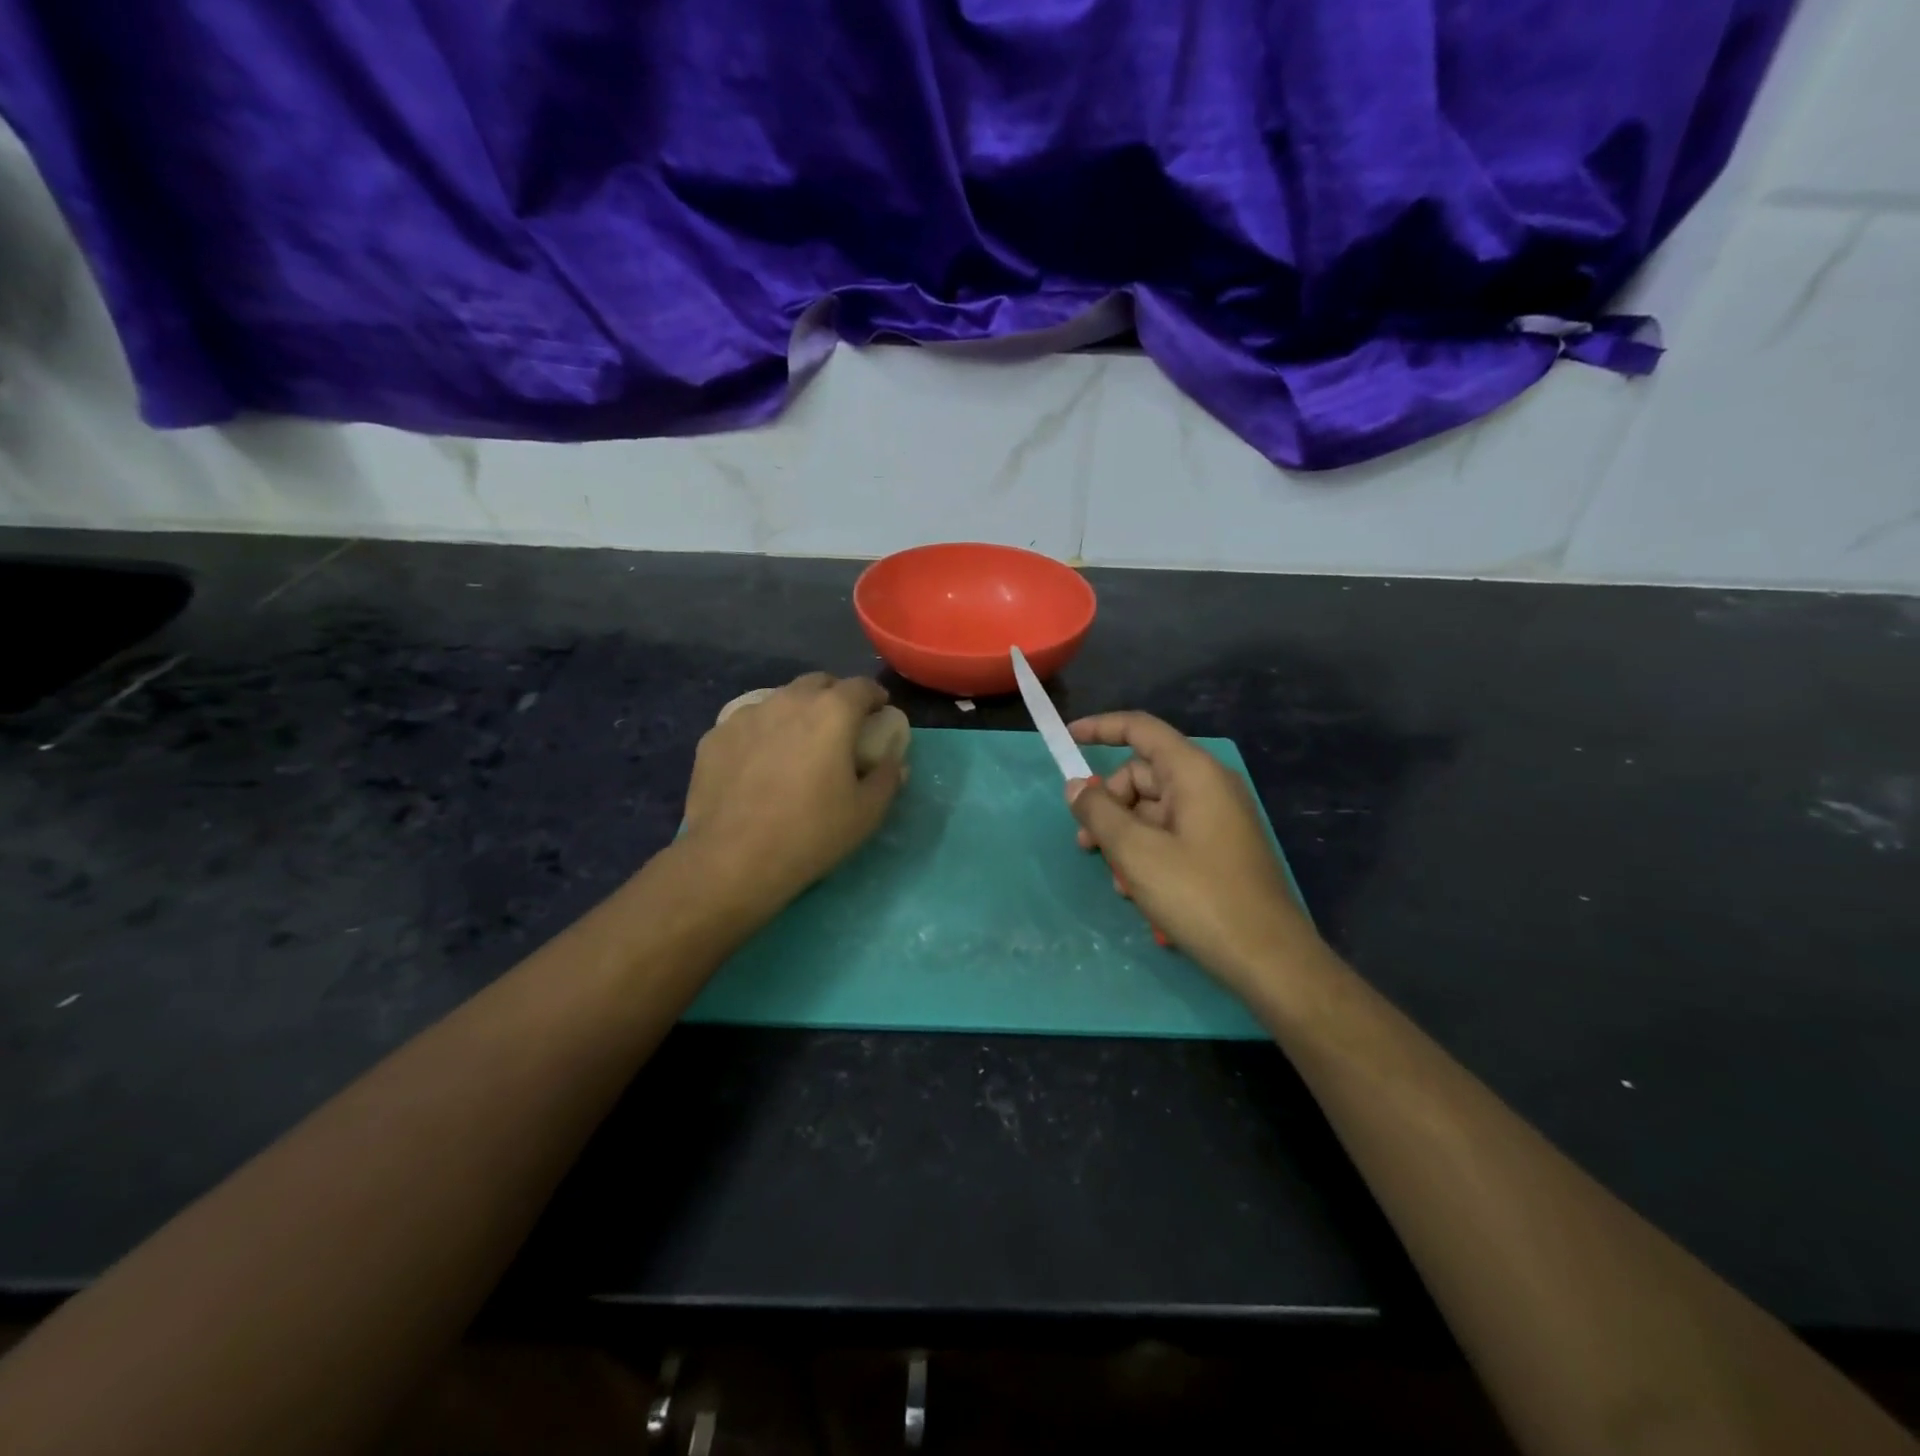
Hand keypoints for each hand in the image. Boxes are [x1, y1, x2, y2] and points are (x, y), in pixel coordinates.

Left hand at [683, 673, 906, 911]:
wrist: (731, 859)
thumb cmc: (810, 833)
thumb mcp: (866, 813)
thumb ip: (887, 778)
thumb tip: (895, 762)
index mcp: (832, 712)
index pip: (861, 686)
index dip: (875, 697)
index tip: (879, 714)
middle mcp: (788, 701)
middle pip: (818, 683)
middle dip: (835, 697)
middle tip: (841, 727)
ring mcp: (746, 715)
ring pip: (780, 700)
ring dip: (796, 712)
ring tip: (797, 744)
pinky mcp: (715, 736)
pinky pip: (748, 724)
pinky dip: (762, 733)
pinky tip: (759, 763)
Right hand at [1066, 712, 1314, 992]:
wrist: (1268, 960)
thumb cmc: (1199, 896)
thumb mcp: (1135, 852)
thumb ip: (1099, 813)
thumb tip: (1076, 786)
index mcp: (1194, 773)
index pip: (1141, 729)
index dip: (1101, 728)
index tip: (1067, 739)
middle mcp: (1209, 786)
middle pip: (1141, 776)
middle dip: (1108, 806)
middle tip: (1086, 846)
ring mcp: (1217, 819)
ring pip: (1152, 811)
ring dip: (1124, 838)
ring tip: (1117, 881)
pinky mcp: (1220, 849)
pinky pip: (1171, 835)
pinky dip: (1147, 854)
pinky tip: (1139, 892)